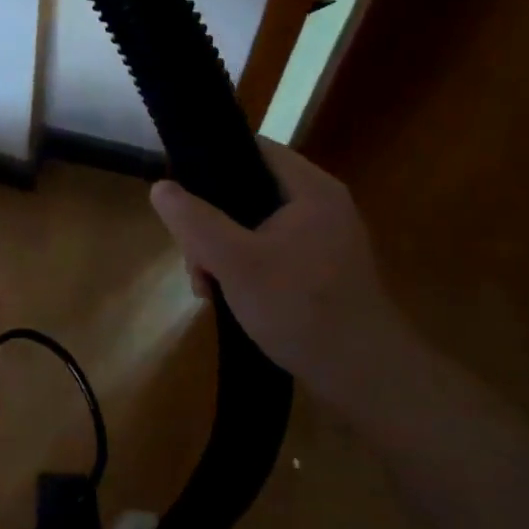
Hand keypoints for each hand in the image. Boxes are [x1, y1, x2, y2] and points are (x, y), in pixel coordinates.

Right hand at [149, 140, 407, 407]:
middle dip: (210, 222)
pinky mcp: (321, 268)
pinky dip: (244, 266)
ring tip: (206, 287)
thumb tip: (160, 187)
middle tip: (193, 261)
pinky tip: (228, 297)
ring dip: (222, 250)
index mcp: (309, 188)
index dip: (209, 161)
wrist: (367, 379)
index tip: (179, 192)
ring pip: (253, 224)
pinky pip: (269, 249)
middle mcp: (320, 204)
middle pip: (247, 189)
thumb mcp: (235, 262)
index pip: (251, 148)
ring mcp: (323, 238)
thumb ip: (195, 221)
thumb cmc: (301, 309)